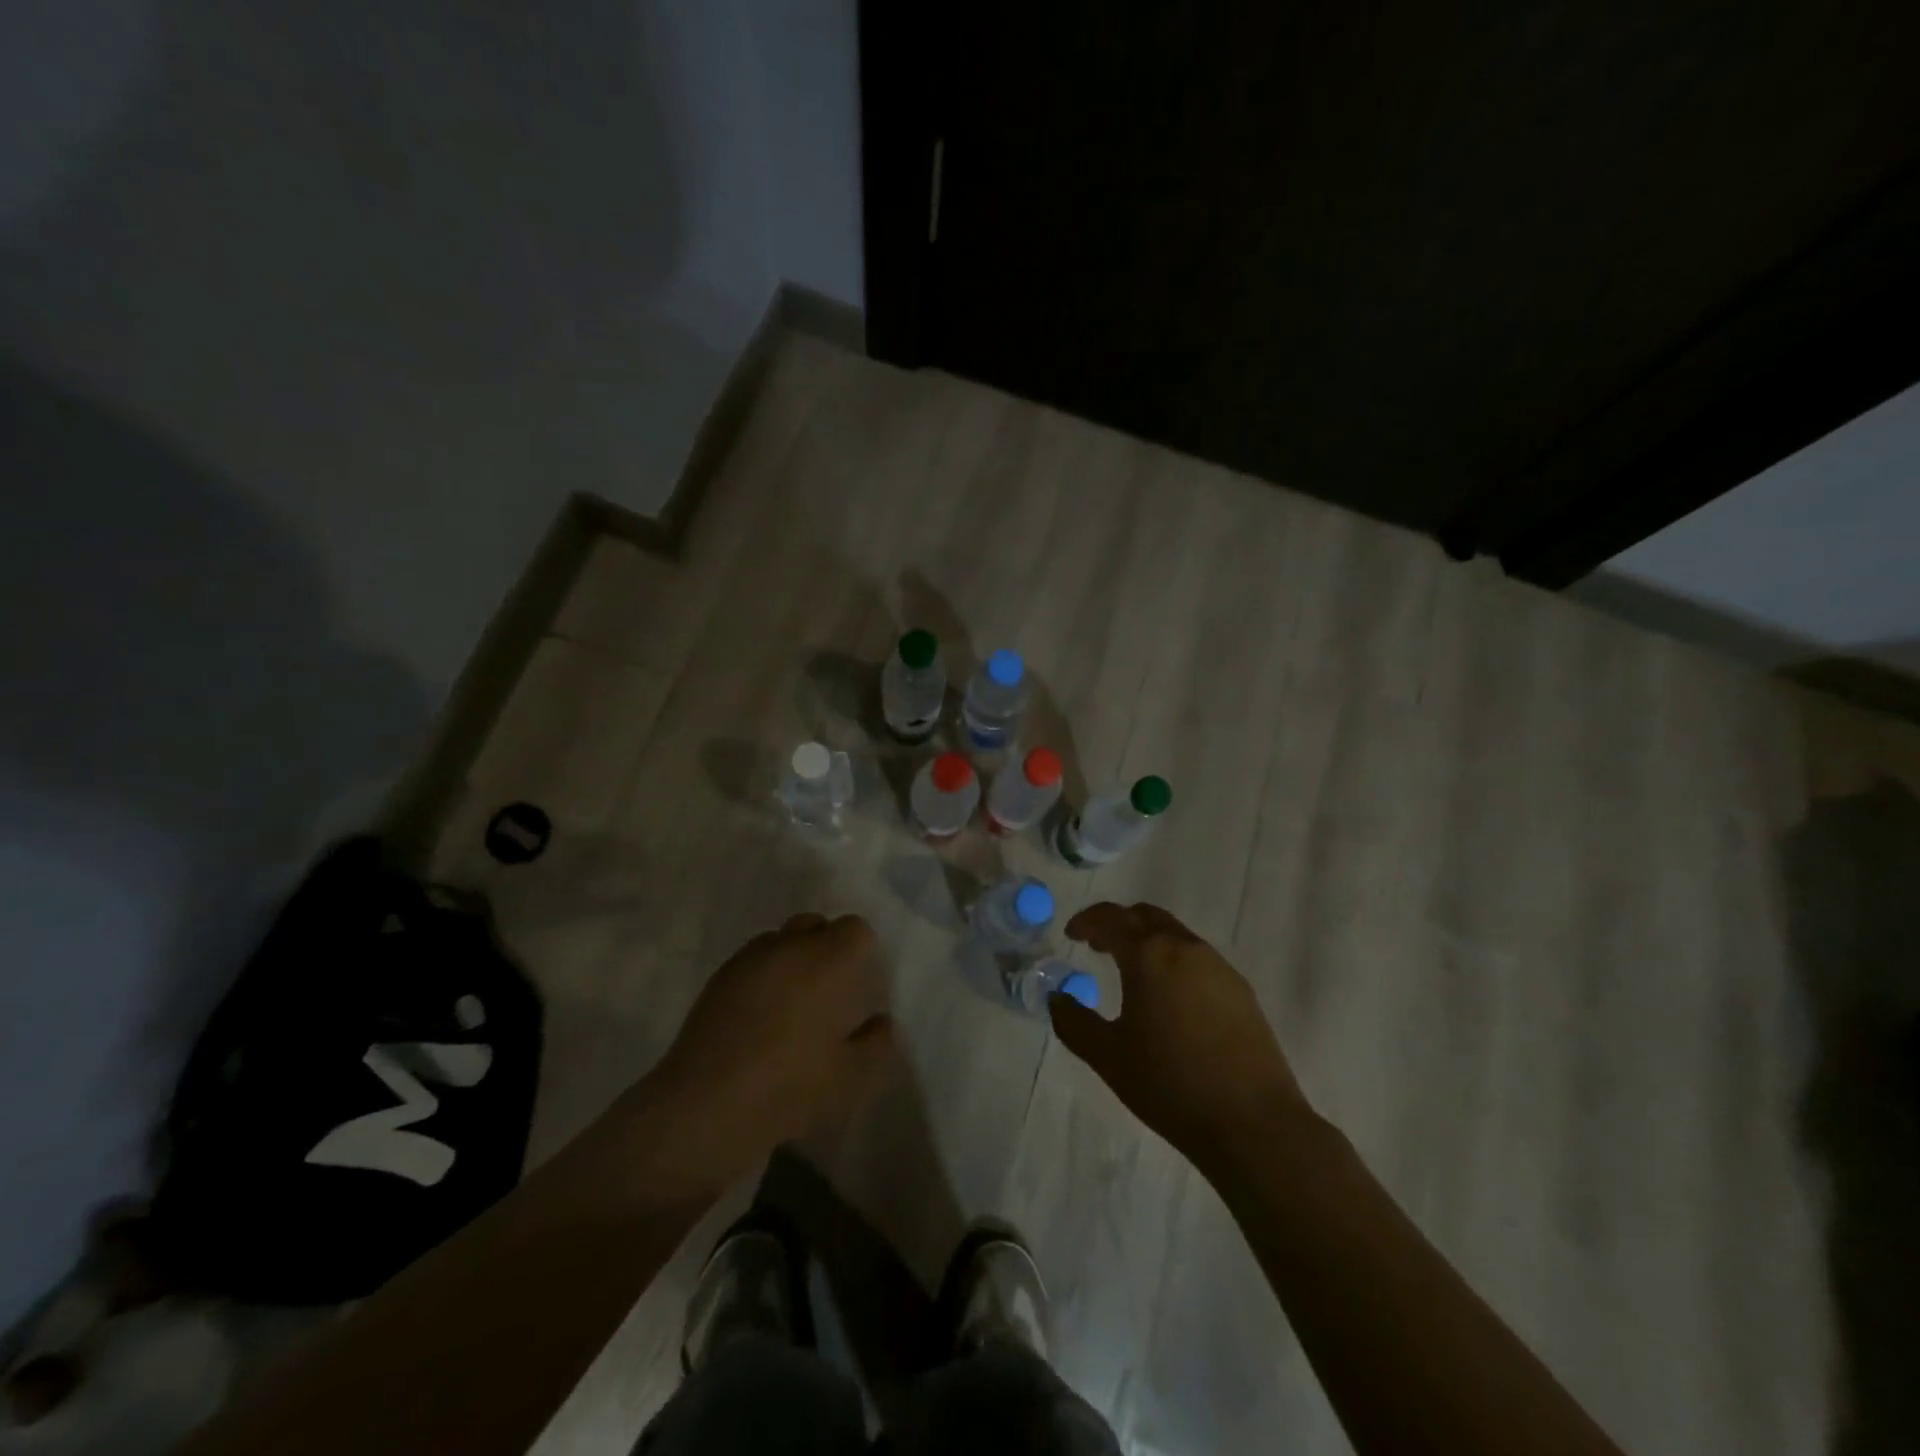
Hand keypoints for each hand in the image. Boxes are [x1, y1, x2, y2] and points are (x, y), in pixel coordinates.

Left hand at [643, 913, 895, 1173]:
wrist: (706, 1104)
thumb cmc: (790, 1086)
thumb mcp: (852, 1078)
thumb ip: (877, 1044)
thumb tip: (882, 1021)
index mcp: (828, 961)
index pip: (855, 929)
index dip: (861, 951)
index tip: (860, 983)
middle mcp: (789, 946)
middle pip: (816, 924)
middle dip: (826, 947)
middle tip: (829, 991)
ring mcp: (749, 959)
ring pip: (781, 939)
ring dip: (792, 958)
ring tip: (792, 1003)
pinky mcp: (719, 978)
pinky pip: (752, 961)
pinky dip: (763, 976)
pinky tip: (759, 1016)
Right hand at [1048, 902, 1308, 1165]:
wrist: (1253, 1123)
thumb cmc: (1170, 1085)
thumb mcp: (1108, 1057)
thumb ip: (1074, 1022)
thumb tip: (1057, 998)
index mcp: (1149, 955)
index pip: (1111, 918)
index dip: (1087, 921)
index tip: (1072, 934)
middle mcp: (1185, 948)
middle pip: (1145, 916)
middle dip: (1118, 924)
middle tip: (1098, 946)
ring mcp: (1218, 966)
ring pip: (1175, 934)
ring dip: (1148, 941)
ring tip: (1132, 973)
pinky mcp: (1241, 989)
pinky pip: (1198, 958)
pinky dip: (1173, 961)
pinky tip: (1169, 998)